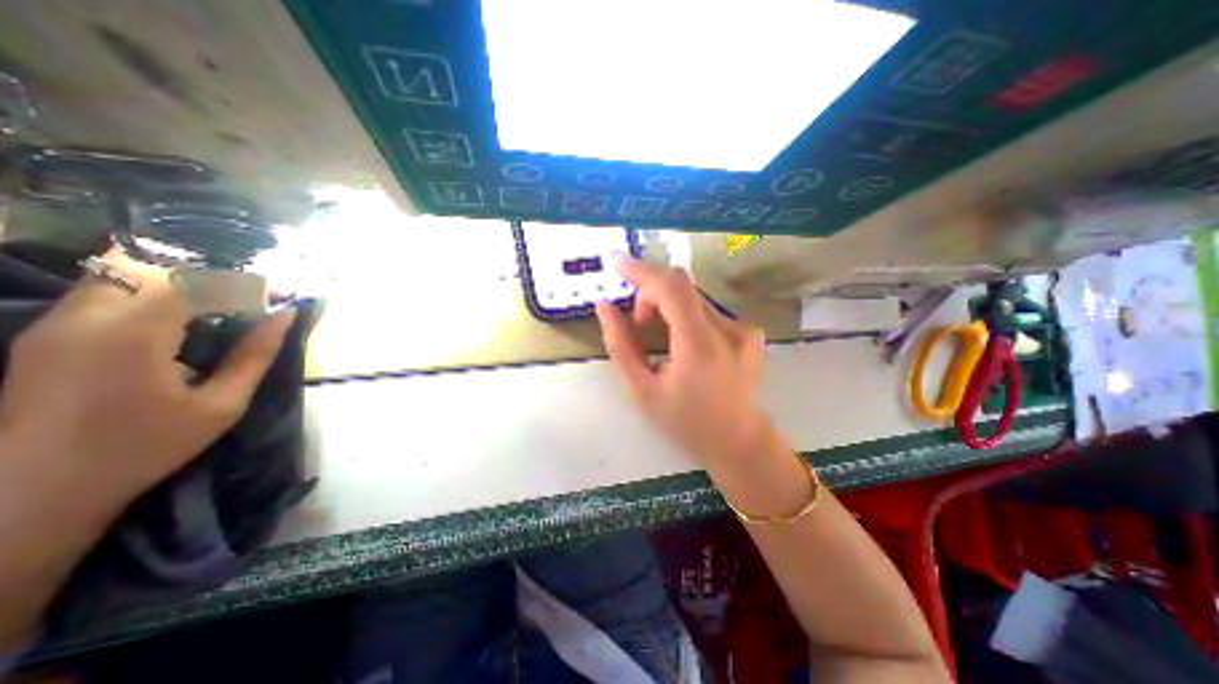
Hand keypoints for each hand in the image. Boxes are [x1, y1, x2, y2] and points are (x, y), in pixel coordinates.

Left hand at [0, 248, 293, 517]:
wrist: (35, 491)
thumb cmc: (146, 447)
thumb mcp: (221, 405)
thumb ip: (255, 355)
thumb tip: (284, 316)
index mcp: (133, 335)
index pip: (194, 280)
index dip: (241, 282)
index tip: (276, 295)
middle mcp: (85, 318)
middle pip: (149, 266)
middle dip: (205, 275)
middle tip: (245, 298)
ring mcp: (56, 324)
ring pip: (120, 273)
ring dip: (175, 282)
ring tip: (217, 306)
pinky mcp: (45, 334)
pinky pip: (103, 293)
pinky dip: (149, 294)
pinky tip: (178, 320)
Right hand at [598, 253, 768, 466]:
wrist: (738, 441)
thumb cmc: (685, 422)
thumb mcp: (642, 390)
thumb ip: (621, 345)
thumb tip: (605, 307)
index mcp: (699, 346)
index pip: (671, 287)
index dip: (642, 271)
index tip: (618, 264)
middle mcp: (727, 329)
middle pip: (681, 287)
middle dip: (650, 294)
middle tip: (637, 322)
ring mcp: (743, 328)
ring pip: (692, 298)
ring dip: (667, 306)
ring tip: (658, 336)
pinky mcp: (750, 330)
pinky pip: (707, 309)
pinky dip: (685, 315)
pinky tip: (684, 344)